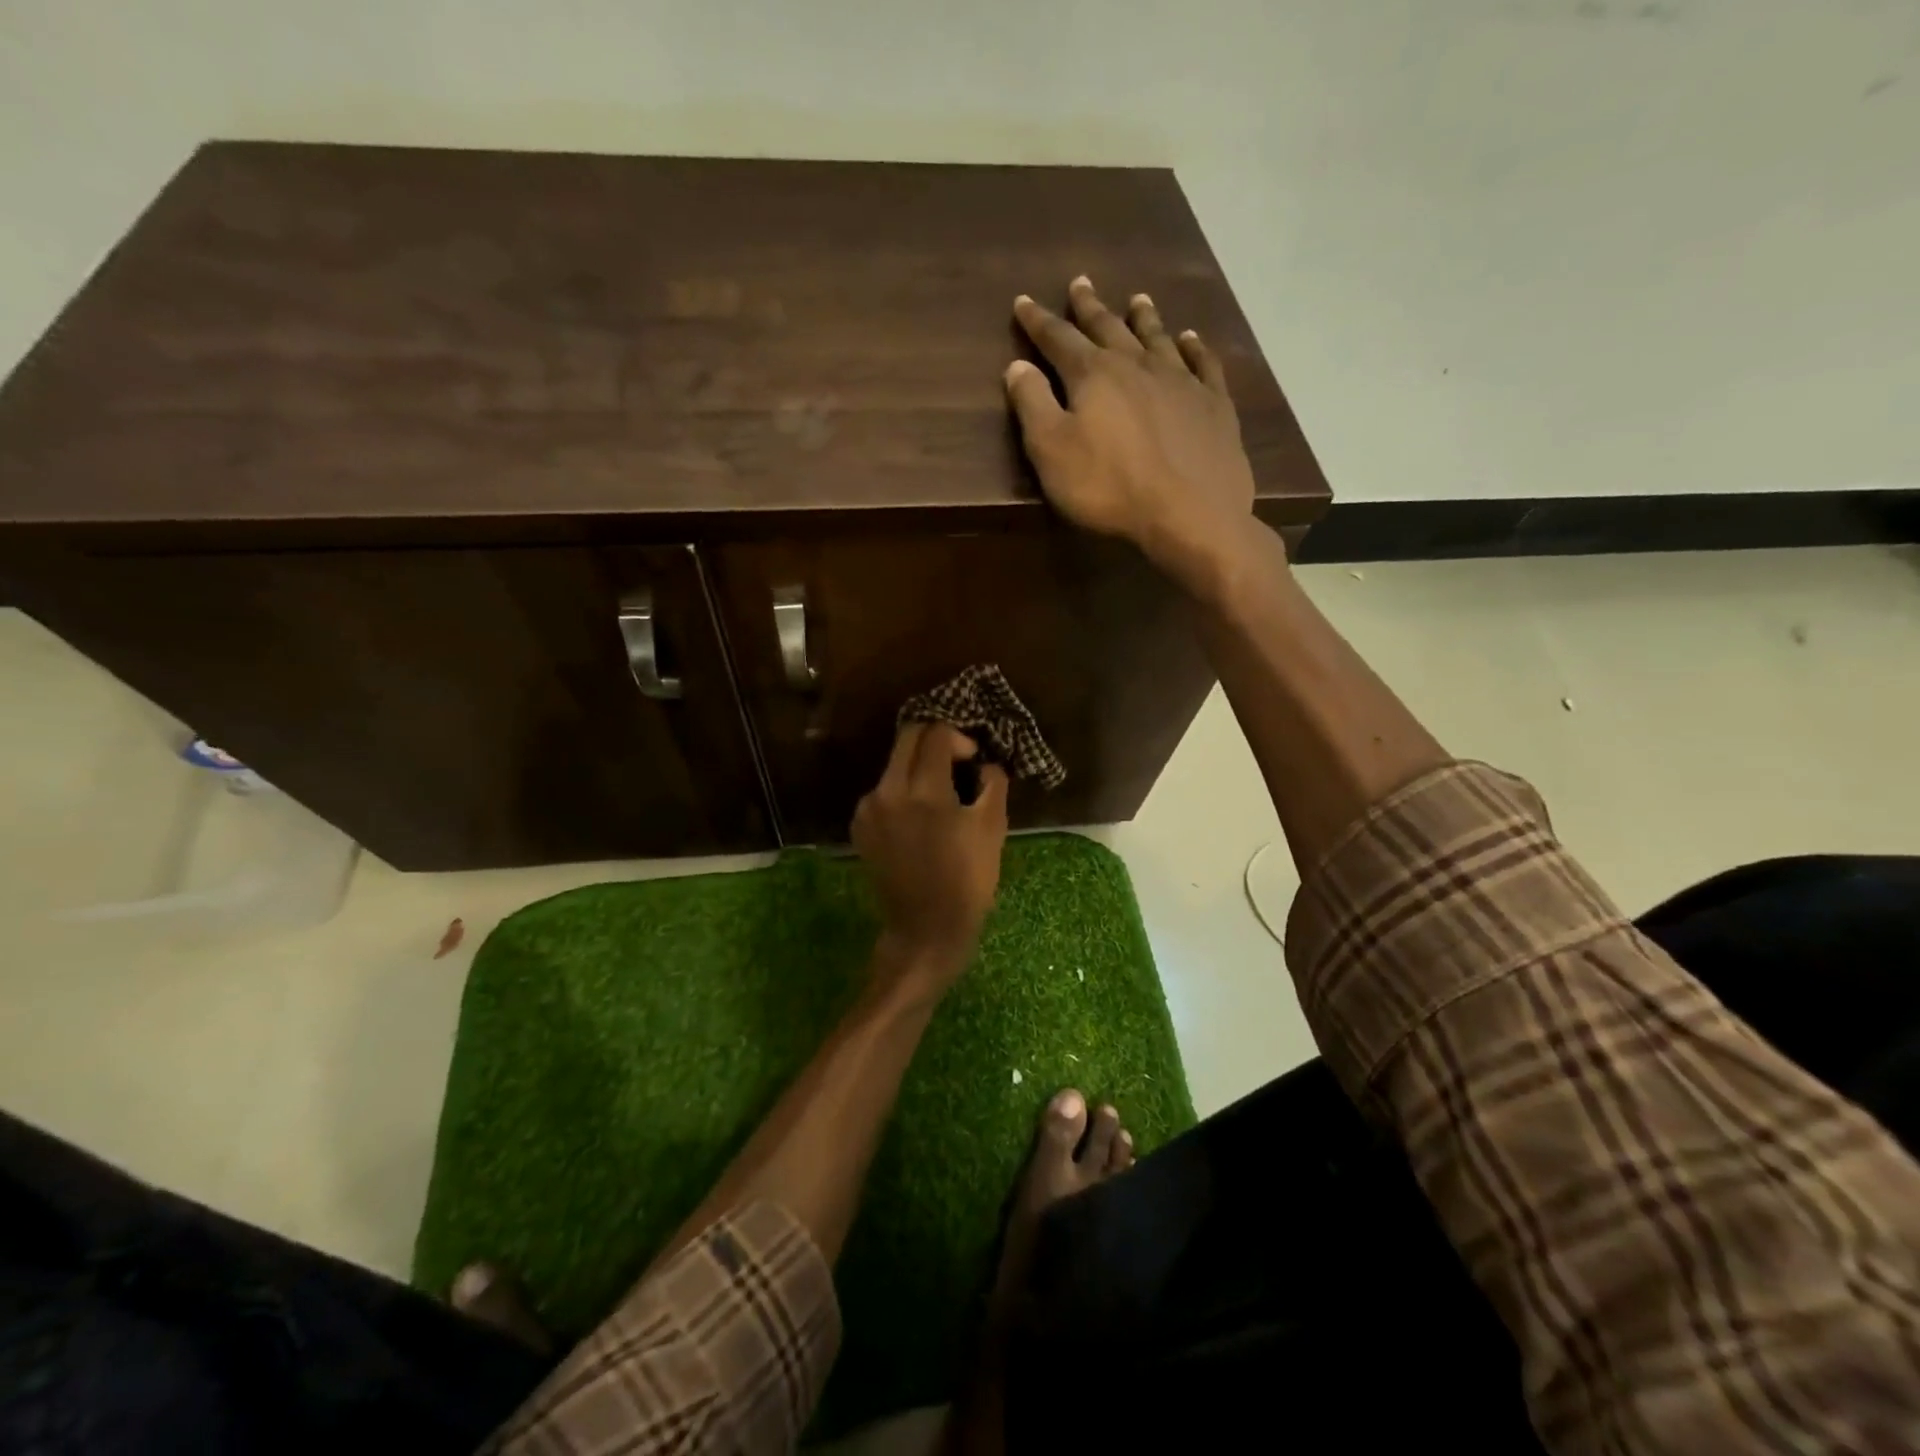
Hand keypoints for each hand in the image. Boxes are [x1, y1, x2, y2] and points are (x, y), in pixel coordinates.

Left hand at [852, 723, 1009, 992]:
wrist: (926, 928)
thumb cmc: (967, 880)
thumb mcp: (993, 828)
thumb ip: (993, 783)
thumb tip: (986, 762)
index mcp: (924, 790)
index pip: (936, 734)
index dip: (960, 738)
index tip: (974, 759)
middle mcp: (888, 790)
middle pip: (908, 738)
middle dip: (934, 741)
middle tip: (956, 762)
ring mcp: (868, 808)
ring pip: (893, 764)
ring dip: (917, 767)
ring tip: (940, 793)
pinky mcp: (860, 825)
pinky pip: (882, 791)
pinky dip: (902, 791)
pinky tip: (918, 817)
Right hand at [1006, 277, 1259, 586]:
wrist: (1189, 514)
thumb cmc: (1109, 487)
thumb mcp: (1052, 451)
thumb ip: (1032, 405)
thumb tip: (1017, 365)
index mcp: (1093, 375)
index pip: (1058, 340)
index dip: (1038, 321)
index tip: (1024, 301)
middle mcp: (1137, 365)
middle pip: (1108, 329)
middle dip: (1090, 308)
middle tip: (1081, 283)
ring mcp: (1181, 381)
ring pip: (1157, 338)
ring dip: (1143, 318)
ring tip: (1137, 298)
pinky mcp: (1214, 404)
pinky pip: (1203, 364)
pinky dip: (1195, 347)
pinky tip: (1190, 339)